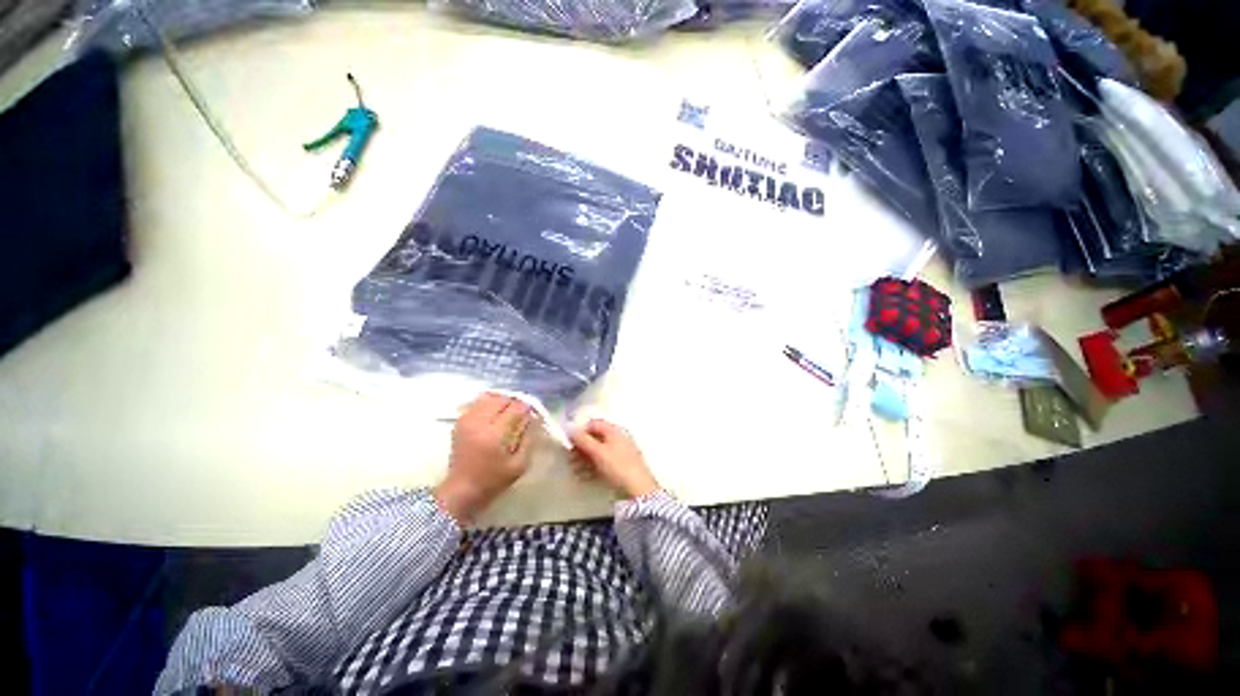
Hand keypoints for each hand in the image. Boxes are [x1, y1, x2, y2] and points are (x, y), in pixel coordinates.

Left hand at [434, 393, 536, 523]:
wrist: (462, 490)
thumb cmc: (494, 480)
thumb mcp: (520, 464)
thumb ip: (529, 438)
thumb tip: (533, 418)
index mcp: (495, 434)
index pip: (516, 408)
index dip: (528, 408)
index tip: (534, 414)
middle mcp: (479, 422)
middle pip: (502, 399)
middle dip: (515, 402)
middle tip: (522, 413)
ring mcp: (467, 420)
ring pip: (489, 397)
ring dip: (502, 401)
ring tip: (509, 411)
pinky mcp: (460, 422)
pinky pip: (477, 403)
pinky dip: (489, 403)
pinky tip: (495, 413)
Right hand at [569, 419, 658, 499]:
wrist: (638, 488)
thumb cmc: (617, 465)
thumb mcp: (598, 452)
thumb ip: (583, 440)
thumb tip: (570, 429)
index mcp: (614, 430)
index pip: (594, 424)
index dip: (581, 431)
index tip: (570, 442)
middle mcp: (617, 438)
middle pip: (595, 437)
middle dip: (581, 447)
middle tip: (570, 458)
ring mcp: (619, 452)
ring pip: (598, 451)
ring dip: (584, 458)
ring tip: (574, 469)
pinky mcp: (620, 465)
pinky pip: (603, 461)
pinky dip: (592, 466)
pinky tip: (584, 476)